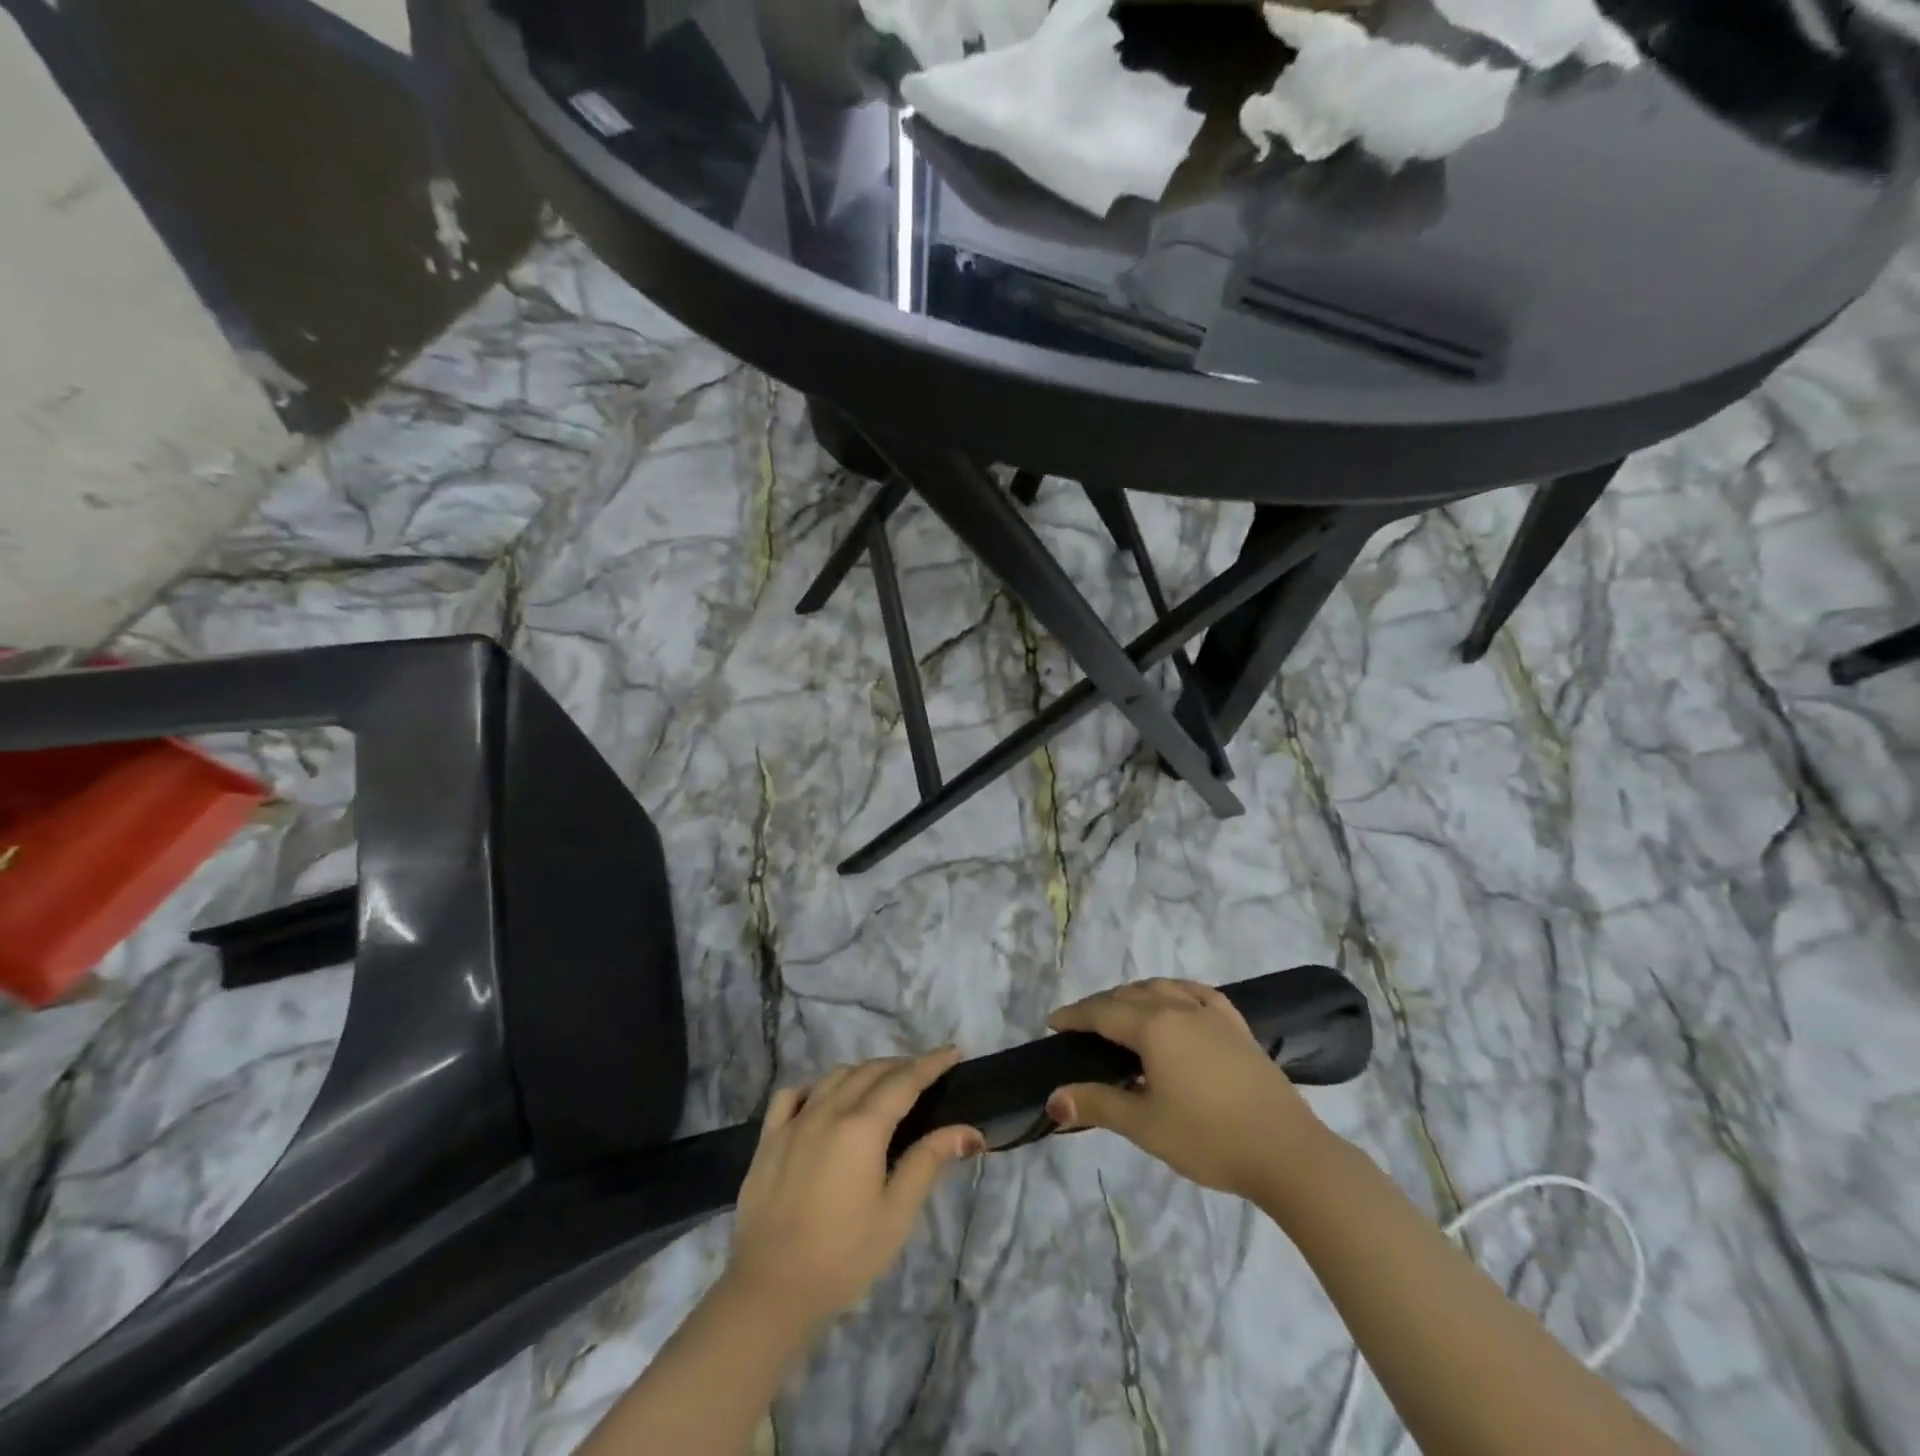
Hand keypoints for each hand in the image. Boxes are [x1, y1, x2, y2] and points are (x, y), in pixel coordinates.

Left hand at [726, 1050, 983, 1325]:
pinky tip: (825, 1098)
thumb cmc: (843, 1257)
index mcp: (862, 1127)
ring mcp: (795, 1121)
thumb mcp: (896, 1214)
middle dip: (901, 1065)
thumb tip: (968, 1131)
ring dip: (864, 1071)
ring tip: (882, 1083)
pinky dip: (817, 1086)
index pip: (904, 1081)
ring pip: (835, 1076)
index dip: (930, 1064)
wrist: (770, 1290)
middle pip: (870, 1071)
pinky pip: (793, 1094)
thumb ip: (928, 1162)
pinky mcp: (769, 1138)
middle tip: (924, 1073)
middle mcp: (828, 1111)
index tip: (952, 1051)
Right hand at [1045, 978, 1323, 1198]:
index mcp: (1153, 1026)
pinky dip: (1176, 992)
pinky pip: (1198, 994)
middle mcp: (1179, 1007)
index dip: (1074, 1015)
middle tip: (1081, 1025)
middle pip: (1129, 995)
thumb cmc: (1208, 1138)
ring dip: (1135, 995)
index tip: (1053, 1023)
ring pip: (1163, 988)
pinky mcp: (1237, 1026)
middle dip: (1100, 1005)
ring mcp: (1212, 1014)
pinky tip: (1176, 1002)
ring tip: (1122, 1013)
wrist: (1286, 1151)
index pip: (1102, 1012)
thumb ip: (1097, 1105)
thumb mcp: (1144, 1125)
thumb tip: (1053, 1100)